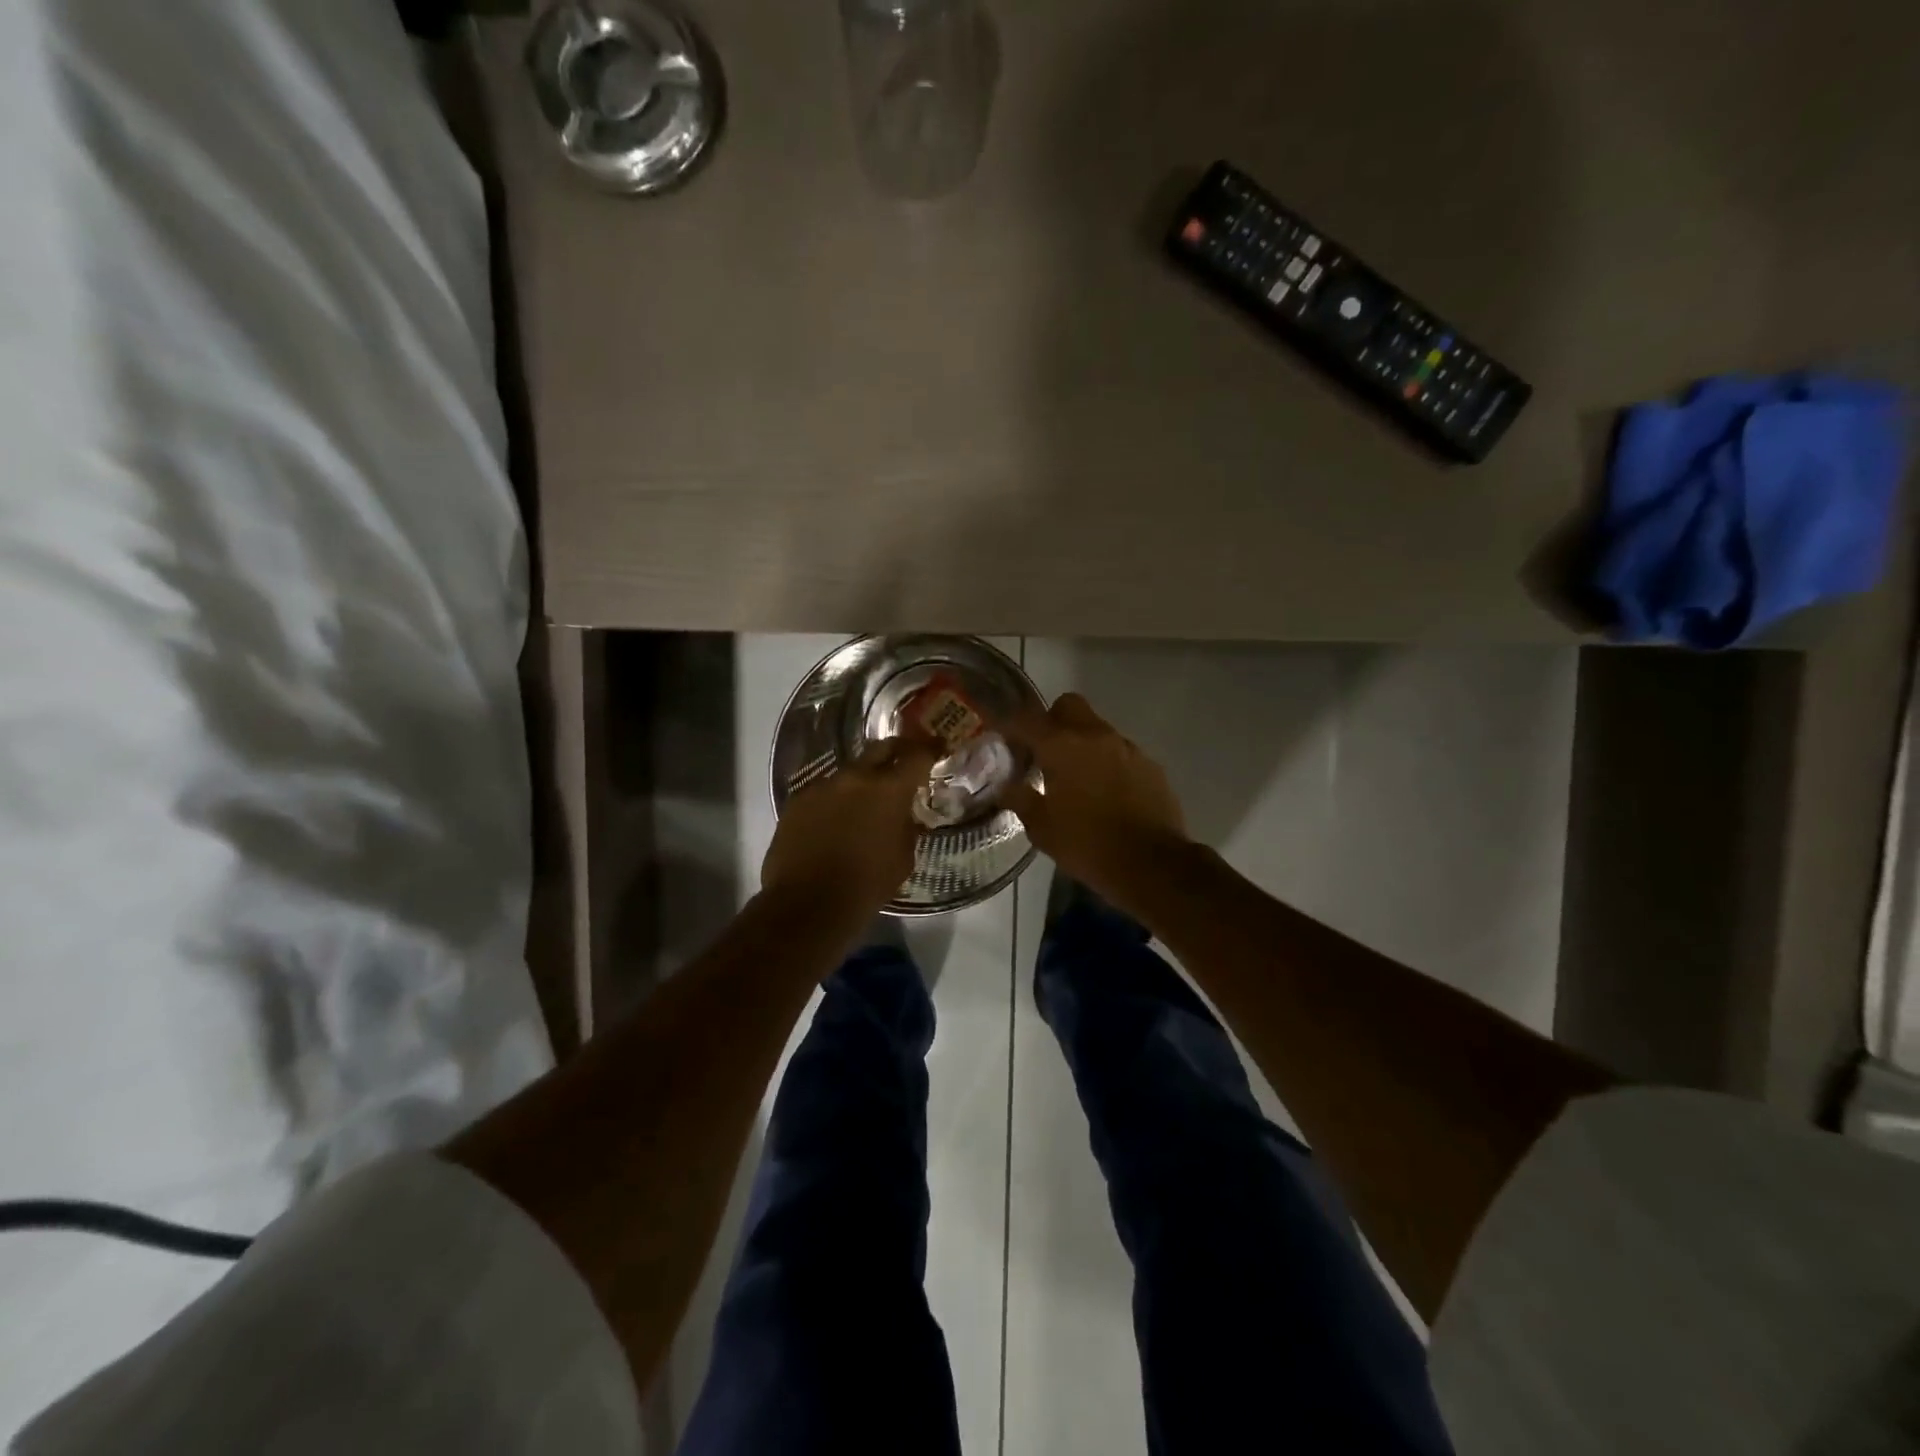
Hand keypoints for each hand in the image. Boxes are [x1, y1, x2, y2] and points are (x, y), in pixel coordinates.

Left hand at [762, 736, 940, 915]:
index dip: (929, 750)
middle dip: (896, 751)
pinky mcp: (797, 800)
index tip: (937, 748)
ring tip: (865, 802)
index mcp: (889, 790)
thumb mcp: (903, 858)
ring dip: (862, 781)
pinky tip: (835, 821)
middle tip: (904, 761)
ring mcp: (822, 786)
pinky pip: (824, 792)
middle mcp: (855, 777)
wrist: (807, 903)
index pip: (916, 756)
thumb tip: (904, 815)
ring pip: (849, 772)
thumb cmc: (866, 885)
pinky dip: (835, 800)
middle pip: (880, 748)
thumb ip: (907, 827)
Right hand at [999, 693, 1190, 904]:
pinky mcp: (1150, 764)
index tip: (1005, 741)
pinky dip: (1108, 762)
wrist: (1151, 864)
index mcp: (1061, 747)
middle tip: (1045, 752)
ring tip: (1077, 777)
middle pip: (1068, 706)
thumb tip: (1006, 788)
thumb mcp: (1042, 829)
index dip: (1012, 727)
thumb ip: (1021, 800)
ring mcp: (1126, 747)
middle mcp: (1094, 736)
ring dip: (1083, 743)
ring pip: (1097, 728)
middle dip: (1053, 721)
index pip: (1027, 720)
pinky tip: (1107, 792)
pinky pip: (1121, 751)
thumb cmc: (1086, 845)